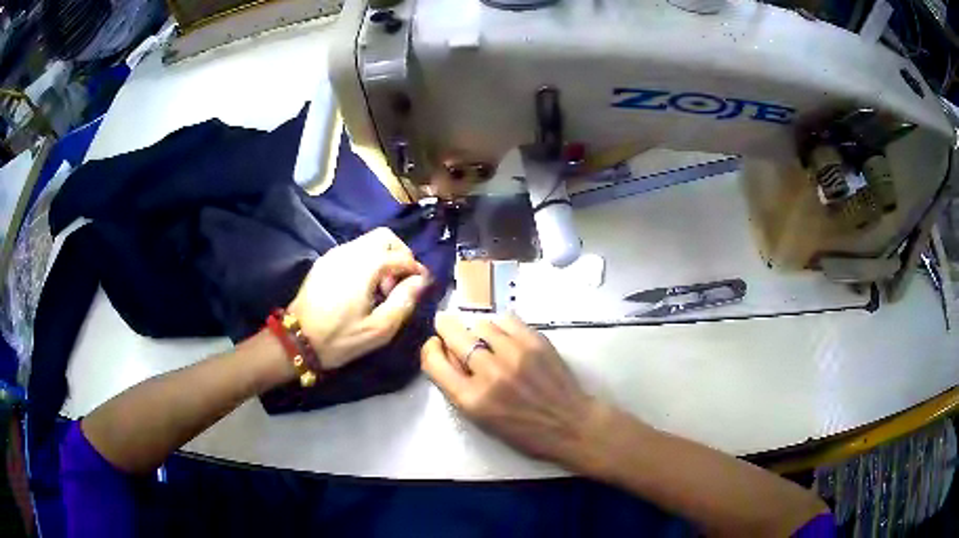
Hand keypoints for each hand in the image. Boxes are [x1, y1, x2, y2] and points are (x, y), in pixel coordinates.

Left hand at [289, 228, 430, 369]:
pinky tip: (363, 287)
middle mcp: (349, 252)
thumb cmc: (340, 338)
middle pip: (385, 237)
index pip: (401, 256)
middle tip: (399, 282)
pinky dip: (367, 261)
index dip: (415, 270)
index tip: (419, 287)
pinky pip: (354, 250)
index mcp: (365, 266)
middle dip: (400, 254)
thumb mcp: (379, 329)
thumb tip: (421, 280)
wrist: (296, 340)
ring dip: (383, 258)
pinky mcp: (324, 261)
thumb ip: (404, 301)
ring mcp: (334, 254)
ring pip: (368, 241)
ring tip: (381, 288)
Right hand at [420, 314, 598, 465]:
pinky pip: (506, 320)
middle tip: (446, 324)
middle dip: (445, 327)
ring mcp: (514, 354)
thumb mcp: (481, 420)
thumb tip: (446, 354)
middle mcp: (489, 373)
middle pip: (453, 334)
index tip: (435, 345)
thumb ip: (459, 388)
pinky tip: (505, 336)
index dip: (430, 349)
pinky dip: (500, 326)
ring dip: (477, 330)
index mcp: (472, 400)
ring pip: (481, 324)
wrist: (570, 424)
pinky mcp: (536, 342)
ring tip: (485, 339)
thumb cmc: (523, 431)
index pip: (434, 361)